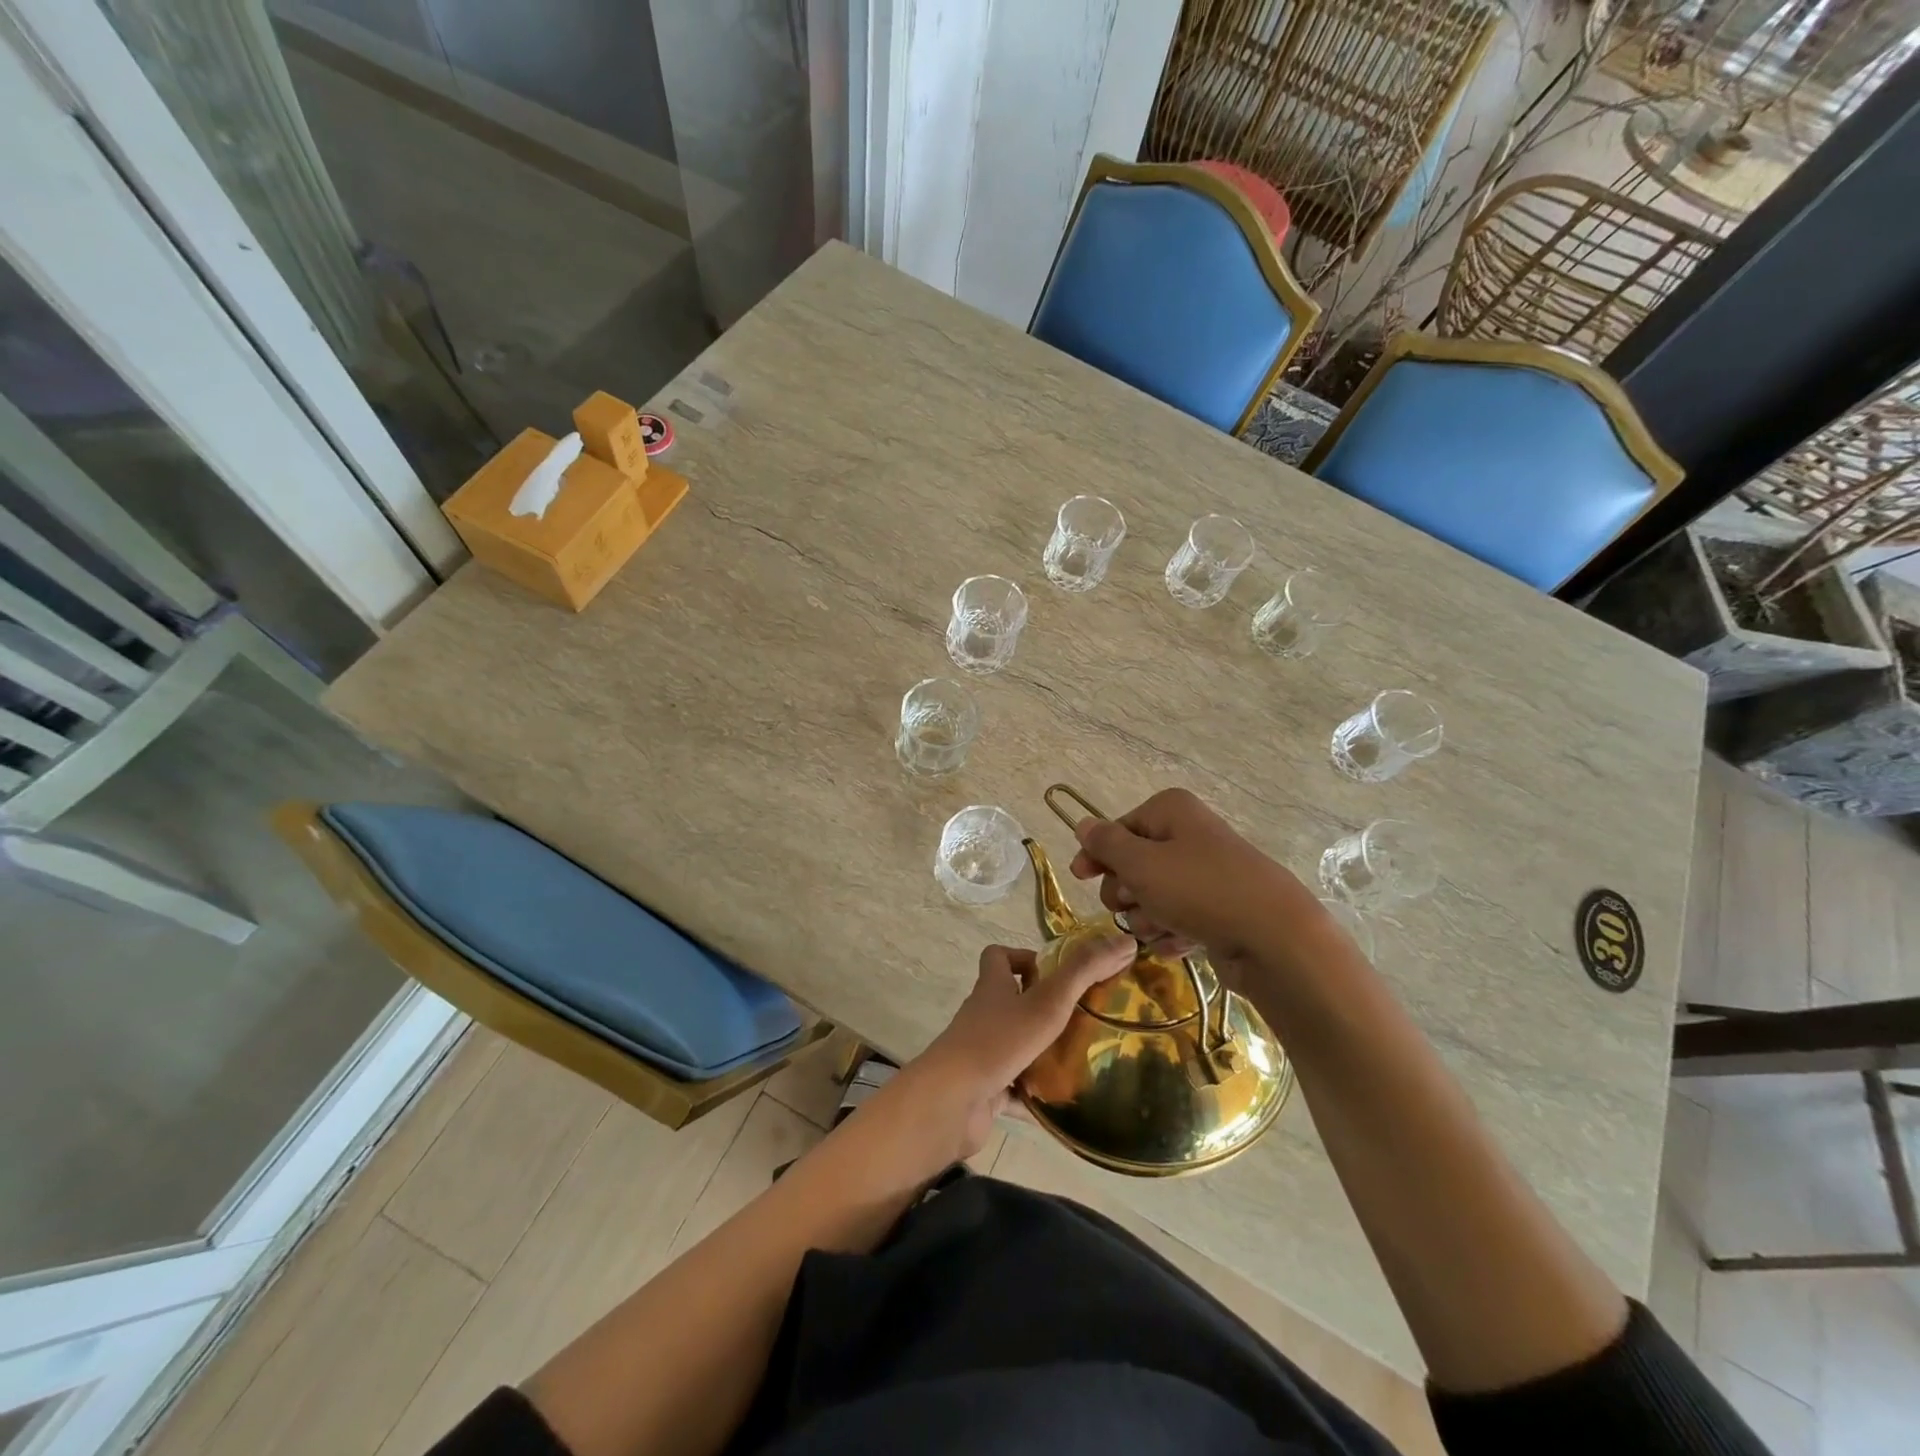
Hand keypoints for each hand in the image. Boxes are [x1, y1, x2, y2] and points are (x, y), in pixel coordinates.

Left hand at [898, 935, 1133, 1159]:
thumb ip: (1085, 970)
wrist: (953, 1100)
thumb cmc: (1000, 1040)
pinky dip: (1034, 1092)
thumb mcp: (1049, 1000)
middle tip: (1082, 1017)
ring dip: (1042, 1050)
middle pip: (1009, 1000)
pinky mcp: (984, 1088)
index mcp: (993, 987)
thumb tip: (1125, 939)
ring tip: (1081, 1056)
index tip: (1057, 973)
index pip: (998, 957)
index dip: (1024, 958)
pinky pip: (1013, 1086)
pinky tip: (1062, 1100)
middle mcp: (984, 1015)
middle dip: (1043, 1007)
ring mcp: (982, 1053)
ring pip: (1014, 1044)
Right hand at [1067, 787, 1314, 966]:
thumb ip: (1106, 844)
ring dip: (1147, 917)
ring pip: (1153, 896)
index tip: (1081, 878)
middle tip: (1132, 905)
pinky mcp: (1219, 910)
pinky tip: (1178, 944)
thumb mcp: (1141, 864)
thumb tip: (1082, 823)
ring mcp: (1206, 874)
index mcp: (1170, 812)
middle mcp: (1188, 836)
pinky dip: (1172, 933)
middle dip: (1125, 891)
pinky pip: (1178, 919)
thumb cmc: (1199, 890)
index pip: (1117, 828)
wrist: (1274, 938)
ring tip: (1161, 928)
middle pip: (1133, 864)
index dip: (1096, 854)